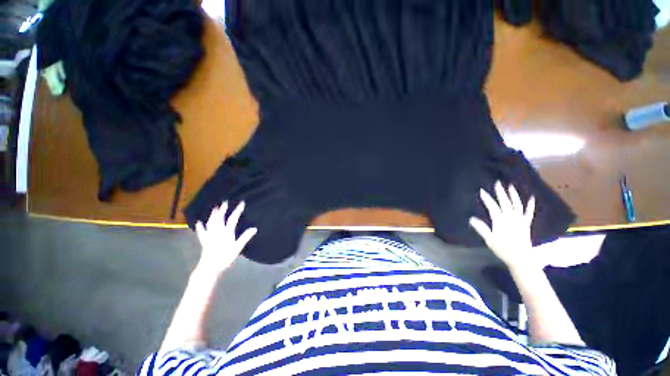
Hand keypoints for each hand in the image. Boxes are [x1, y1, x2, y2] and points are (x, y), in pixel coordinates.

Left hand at [194, 201, 257, 272]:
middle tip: (225, 202)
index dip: (237, 210)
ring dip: (213, 215)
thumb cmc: (225, 257)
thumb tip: (254, 228)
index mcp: (226, 232)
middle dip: (222, 209)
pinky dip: (200, 227)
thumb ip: (245, 237)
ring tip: (214, 209)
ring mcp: (210, 236)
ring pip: (211, 222)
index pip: (233, 219)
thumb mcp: (237, 248)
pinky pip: (201, 232)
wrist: (210, 267)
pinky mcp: (204, 241)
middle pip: (220, 218)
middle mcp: (217, 231)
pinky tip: (199, 223)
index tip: (242, 203)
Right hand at [469, 181, 537, 270]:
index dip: (487, 199)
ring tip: (511, 186)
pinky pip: (528, 213)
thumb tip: (471, 219)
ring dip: (514, 195)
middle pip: (505, 203)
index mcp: (501, 221)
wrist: (522, 259)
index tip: (481, 191)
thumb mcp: (489, 240)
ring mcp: (520, 221)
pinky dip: (530, 205)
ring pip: (517, 205)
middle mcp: (511, 218)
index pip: (493, 207)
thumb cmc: (503, 250)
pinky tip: (531, 198)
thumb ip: (482, 229)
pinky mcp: (526, 224)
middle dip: (501, 193)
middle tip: (497, 183)